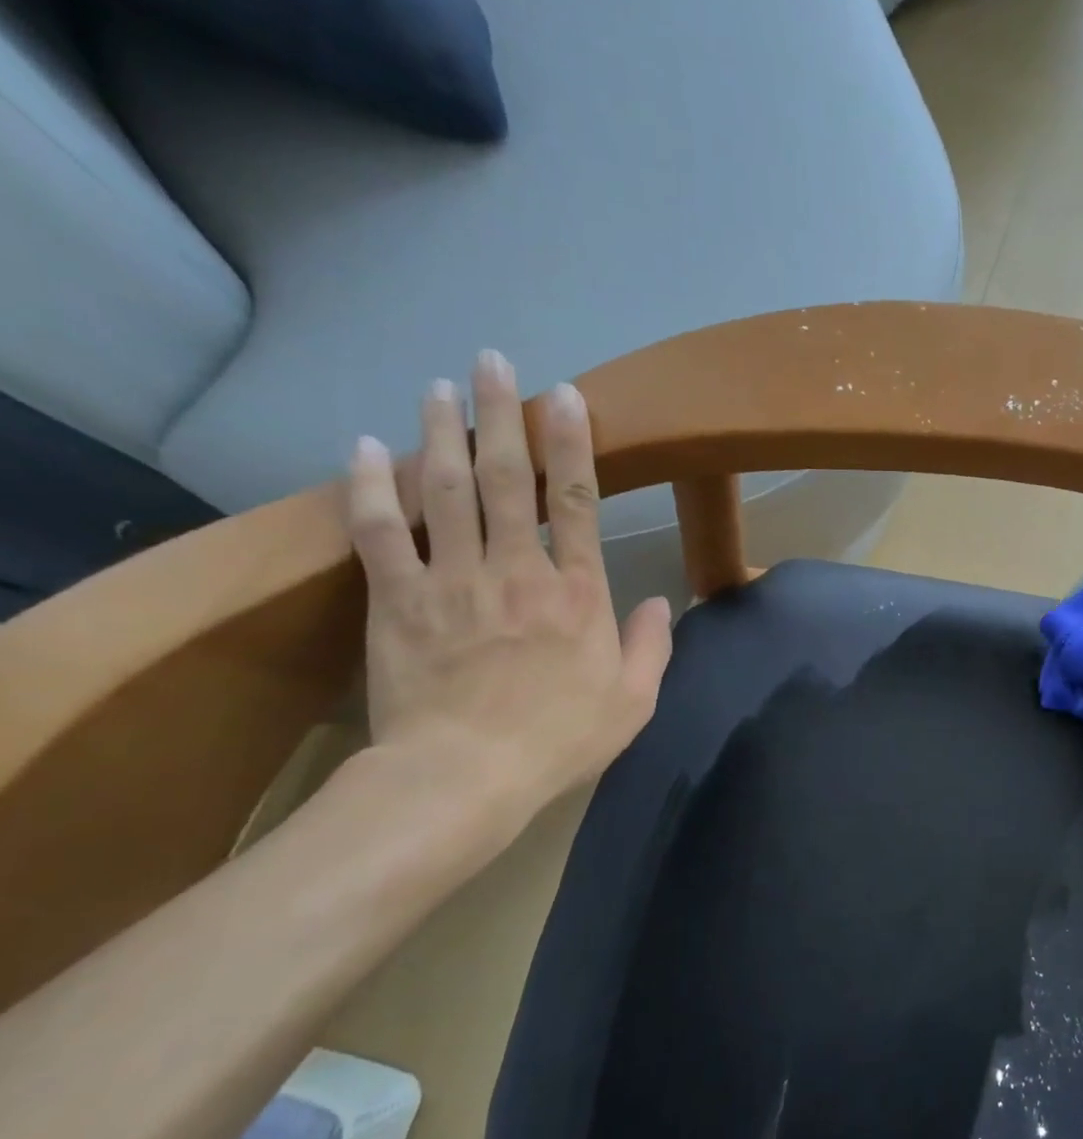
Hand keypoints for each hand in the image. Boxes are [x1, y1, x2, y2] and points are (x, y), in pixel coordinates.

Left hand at [346, 349, 671, 816]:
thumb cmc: (560, 740)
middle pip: (509, 479)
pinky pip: (381, 532)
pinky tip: (364, 448)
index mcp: (579, 595)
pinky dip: (372, 487)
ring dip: (441, 432)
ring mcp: (453, 581)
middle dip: (502, 415)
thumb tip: (663, 602)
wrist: (464, 777)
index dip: (574, 445)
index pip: (580, 504)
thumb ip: (652, 646)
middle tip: (492, 361)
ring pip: (446, 490)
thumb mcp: (633, 702)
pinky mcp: (397, 601)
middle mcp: (518, 571)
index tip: (566, 397)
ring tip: (438, 385)